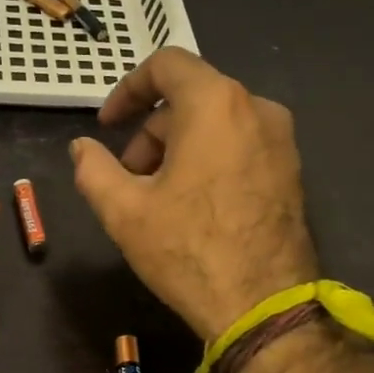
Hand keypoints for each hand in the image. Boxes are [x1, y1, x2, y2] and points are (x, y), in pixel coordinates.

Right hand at [71, 49, 317, 340]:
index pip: (166, 65)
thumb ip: (93, 169)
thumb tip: (82, 148)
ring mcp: (281, 140)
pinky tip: (193, 206)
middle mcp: (256, 108)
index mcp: (215, 104)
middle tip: (128, 177)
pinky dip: (208, 159)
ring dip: (178, 147)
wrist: (263, 307)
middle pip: (190, 97)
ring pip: (216, 123)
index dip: (127, 89)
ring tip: (158, 198)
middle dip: (150, 131)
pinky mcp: (292, 170)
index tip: (107, 125)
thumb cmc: (188, 251)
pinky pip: (240, 145)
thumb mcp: (123, 211)